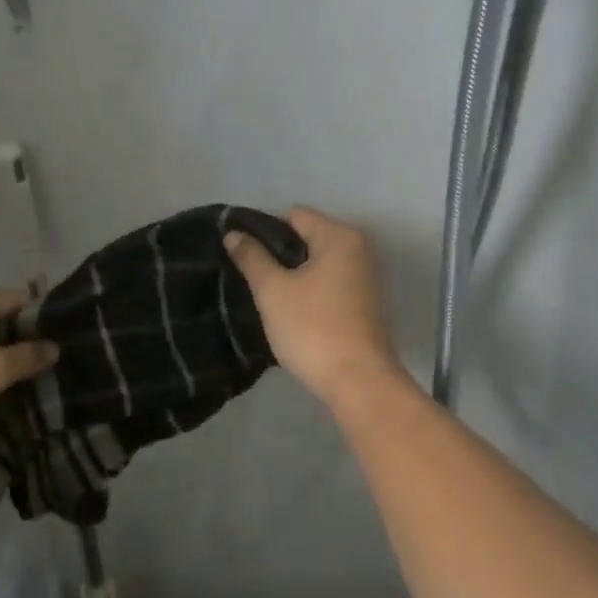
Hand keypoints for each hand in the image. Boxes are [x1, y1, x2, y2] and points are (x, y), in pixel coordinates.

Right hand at [224, 207, 404, 404]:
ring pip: (317, 263)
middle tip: (249, 276)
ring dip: (292, 274)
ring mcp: (364, 277)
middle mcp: (358, 249)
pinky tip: (289, 311)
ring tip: (264, 294)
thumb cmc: (313, 329)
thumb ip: (252, 257)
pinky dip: (308, 290)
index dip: (263, 229)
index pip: (294, 215)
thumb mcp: (273, 291)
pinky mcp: (364, 303)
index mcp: (339, 236)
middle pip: (307, 237)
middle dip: (277, 253)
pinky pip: (328, 283)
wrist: (359, 382)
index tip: (240, 252)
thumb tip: (233, 233)